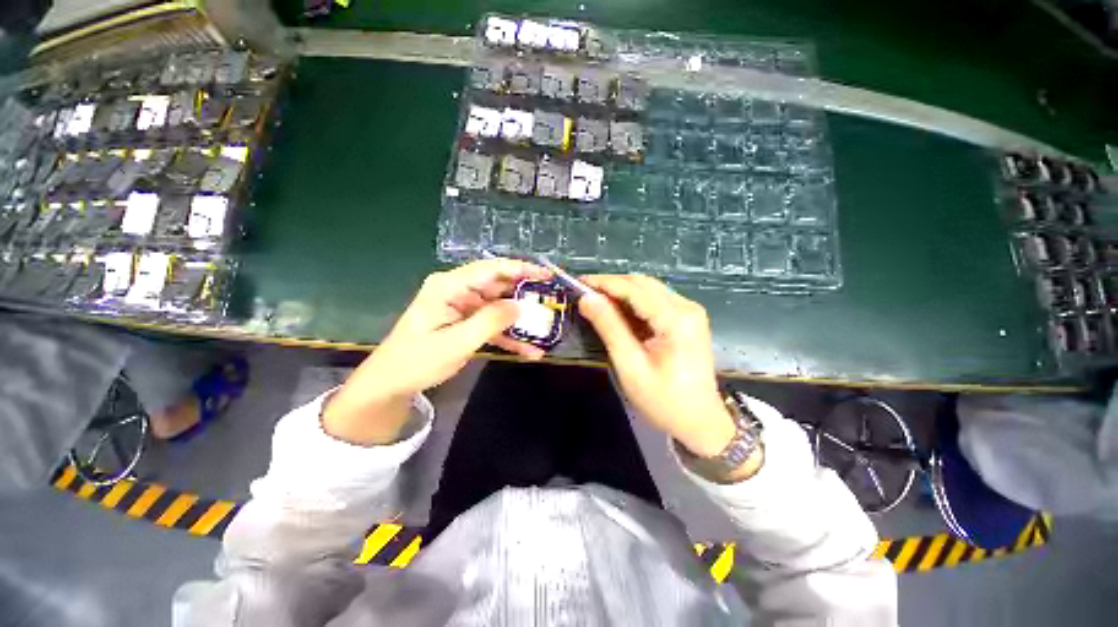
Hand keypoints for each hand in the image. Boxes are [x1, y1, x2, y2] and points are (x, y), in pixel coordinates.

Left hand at [323, 259, 549, 444]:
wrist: (392, 383)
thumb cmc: (418, 360)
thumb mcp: (457, 342)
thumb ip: (491, 321)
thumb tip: (521, 305)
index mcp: (449, 286)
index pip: (491, 269)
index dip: (521, 269)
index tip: (546, 275)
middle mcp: (457, 290)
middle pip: (499, 286)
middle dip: (525, 296)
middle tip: (551, 304)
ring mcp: (463, 307)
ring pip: (499, 307)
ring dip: (520, 321)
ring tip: (545, 331)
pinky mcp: (466, 323)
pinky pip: (492, 324)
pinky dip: (509, 336)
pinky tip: (528, 350)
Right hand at [578, 274, 736, 458]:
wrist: (700, 421)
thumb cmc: (664, 400)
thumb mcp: (630, 365)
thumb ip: (609, 327)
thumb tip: (587, 299)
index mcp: (676, 319)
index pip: (634, 289)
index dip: (604, 283)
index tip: (578, 282)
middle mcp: (686, 307)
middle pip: (643, 284)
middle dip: (612, 285)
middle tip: (584, 292)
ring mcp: (689, 311)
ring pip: (648, 290)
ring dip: (621, 292)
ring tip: (596, 301)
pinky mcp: (687, 319)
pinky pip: (655, 301)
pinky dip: (633, 303)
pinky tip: (617, 312)